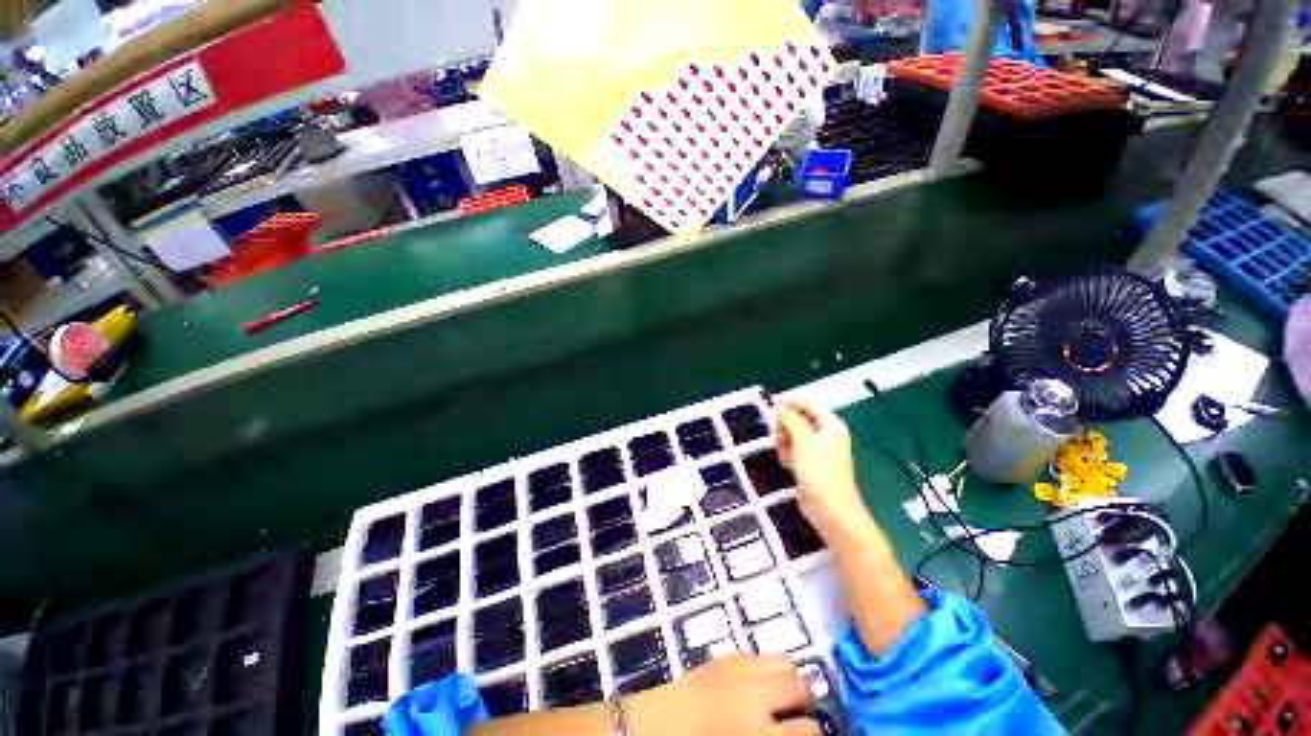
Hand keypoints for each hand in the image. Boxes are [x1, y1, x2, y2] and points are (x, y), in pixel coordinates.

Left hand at [628, 655, 818, 735]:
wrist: (661, 727)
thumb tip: (800, 729)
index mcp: (763, 734)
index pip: (809, 730)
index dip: (814, 733)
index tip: (811, 734)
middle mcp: (758, 696)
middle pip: (802, 687)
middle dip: (806, 701)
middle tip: (801, 715)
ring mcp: (741, 669)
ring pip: (785, 661)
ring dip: (789, 677)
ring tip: (783, 694)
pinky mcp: (727, 655)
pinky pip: (760, 656)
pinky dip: (766, 668)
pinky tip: (759, 684)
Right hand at [775, 399, 870, 535]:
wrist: (830, 509)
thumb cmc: (818, 470)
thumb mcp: (802, 439)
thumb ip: (790, 418)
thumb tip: (780, 404)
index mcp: (831, 424)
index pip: (808, 404)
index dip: (789, 402)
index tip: (769, 405)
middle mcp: (828, 434)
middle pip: (801, 419)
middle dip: (786, 425)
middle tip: (777, 435)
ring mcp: (821, 450)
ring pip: (796, 435)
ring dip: (785, 440)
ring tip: (782, 452)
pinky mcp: (813, 464)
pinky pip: (797, 449)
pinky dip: (789, 452)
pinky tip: (786, 462)